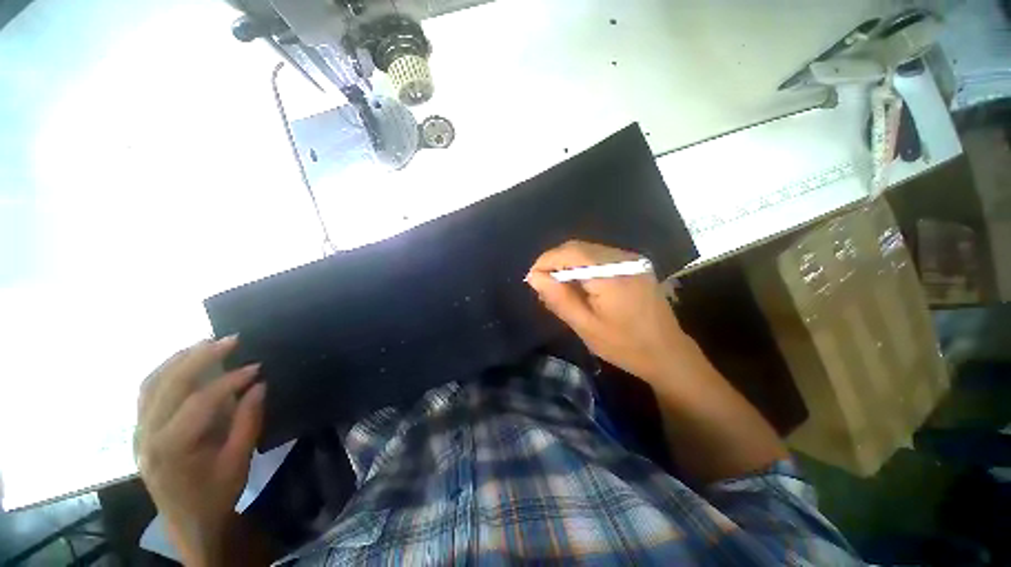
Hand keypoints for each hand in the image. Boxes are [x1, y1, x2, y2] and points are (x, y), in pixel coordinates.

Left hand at [135, 336, 265, 565]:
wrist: (187, 522)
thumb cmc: (216, 494)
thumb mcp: (238, 461)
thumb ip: (248, 420)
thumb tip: (259, 384)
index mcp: (171, 448)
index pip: (199, 401)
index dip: (230, 380)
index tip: (257, 367)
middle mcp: (147, 435)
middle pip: (168, 384)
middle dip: (200, 357)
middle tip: (231, 339)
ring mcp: (139, 432)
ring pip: (151, 383)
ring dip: (179, 359)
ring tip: (206, 343)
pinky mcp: (140, 430)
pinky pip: (147, 392)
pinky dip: (165, 371)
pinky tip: (184, 362)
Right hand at [527, 240, 689, 382]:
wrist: (668, 352)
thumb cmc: (625, 346)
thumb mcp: (586, 327)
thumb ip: (559, 299)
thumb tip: (534, 277)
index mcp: (611, 275)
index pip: (570, 253)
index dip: (546, 261)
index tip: (532, 279)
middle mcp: (623, 259)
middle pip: (577, 247)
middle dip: (554, 262)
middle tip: (543, 285)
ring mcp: (631, 259)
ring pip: (587, 250)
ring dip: (567, 264)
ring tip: (558, 288)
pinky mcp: (634, 264)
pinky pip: (599, 257)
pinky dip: (582, 266)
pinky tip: (578, 285)